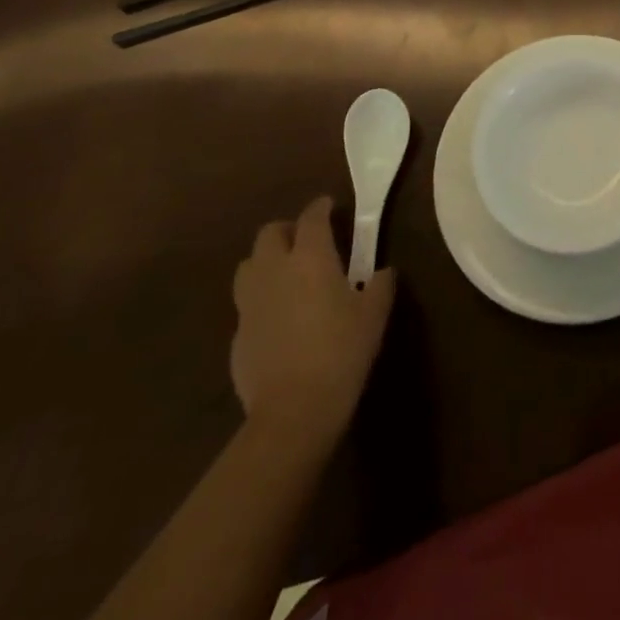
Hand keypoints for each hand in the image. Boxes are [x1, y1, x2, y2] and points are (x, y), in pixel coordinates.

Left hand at [230, 197, 394, 443]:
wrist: (292, 412)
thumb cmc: (341, 352)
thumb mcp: (374, 316)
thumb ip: (380, 285)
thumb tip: (383, 272)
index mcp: (310, 257)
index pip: (311, 217)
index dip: (321, 207)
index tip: (331, 206)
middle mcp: (274, 270)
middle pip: (269, 233)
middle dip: (287, 230)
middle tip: (306, 240)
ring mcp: (250, 303)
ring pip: (249, 265)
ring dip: (266, 261)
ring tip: (286, 274)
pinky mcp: (236, 336)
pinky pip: (247, 305)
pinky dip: (261, 301)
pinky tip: (279, 320)